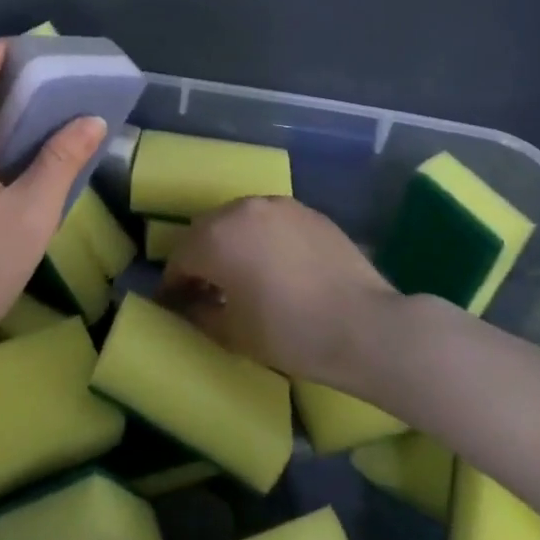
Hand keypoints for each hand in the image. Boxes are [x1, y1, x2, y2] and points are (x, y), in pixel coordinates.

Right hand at [161, 196, 400, 385]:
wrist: (367, 326)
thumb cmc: (291, 333)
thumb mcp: (234, 334)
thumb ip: (200, 314)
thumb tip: (188, 306)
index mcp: (216, 237)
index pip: (180, 259)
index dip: (173, 285)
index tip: (173, 304)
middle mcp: (241, 210)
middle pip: (206, 231)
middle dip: (199, 258)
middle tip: (204, 289)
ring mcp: (277, 205)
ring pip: (238, 220)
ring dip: (230, 243)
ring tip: (240, 274)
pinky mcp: (307, 211)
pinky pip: (270, 221)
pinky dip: (261, 238)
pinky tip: (275, 265)